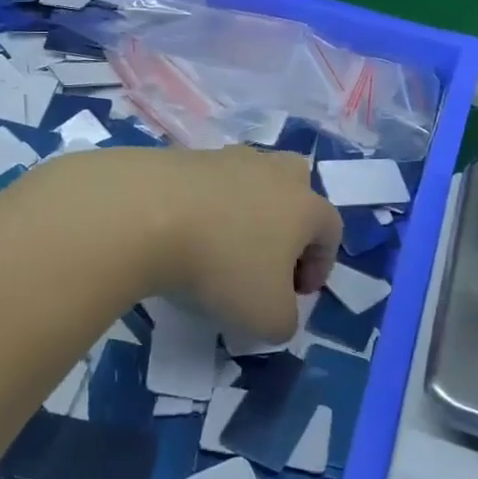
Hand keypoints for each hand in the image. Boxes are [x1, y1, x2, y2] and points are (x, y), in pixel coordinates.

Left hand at [38, 146, 340, 343]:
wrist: (146, 214)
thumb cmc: (222, 267)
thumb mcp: (266, 318)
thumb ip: (285, 322)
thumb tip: (279, 314)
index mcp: (305, 205)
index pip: (330, 231)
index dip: (320, 266)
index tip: (297, 295)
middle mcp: (273, 172)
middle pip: (297, 185)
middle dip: (290, 221)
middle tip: (268, 256)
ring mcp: (228, 158)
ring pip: (251, 180)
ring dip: (246, 210)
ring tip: (221, 246)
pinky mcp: (186, 156)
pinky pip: (208, 183)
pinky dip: (205, 206)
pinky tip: (184, 234)